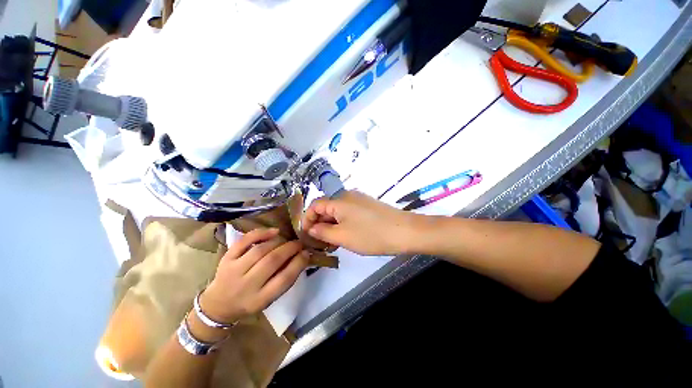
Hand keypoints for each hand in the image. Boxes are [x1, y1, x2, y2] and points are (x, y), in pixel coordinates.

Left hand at [199, 229, 308, 323]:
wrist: (219, 304)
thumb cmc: (250, 301)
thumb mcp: (269, 298)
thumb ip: (285, 279)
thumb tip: (302, 256)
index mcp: (260, 299)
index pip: (284, 279)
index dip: (299, 263)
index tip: (307, 253)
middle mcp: (246, 285)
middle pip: (272, 261)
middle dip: (290, 248)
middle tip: (298, 243)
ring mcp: (234, 270)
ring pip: (260, 250)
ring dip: (278, 242)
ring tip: (286, 240)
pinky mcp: (226, 259)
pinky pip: (244, 241)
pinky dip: (261, 233)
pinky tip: (274, 231)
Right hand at [302, 191, 415, 255]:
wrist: (404, 231)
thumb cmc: (370, 235)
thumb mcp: (342, 236)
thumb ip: (322, 232)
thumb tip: (311, 228)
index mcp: (338, 200)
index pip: (315, 205)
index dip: (307, 219)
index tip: (306, 235)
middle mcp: (347, 195)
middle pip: (326, 208)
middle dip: (319, 224)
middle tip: (319, 242)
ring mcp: (359, 200)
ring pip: (338, 211)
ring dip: (331, 225)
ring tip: (331, 242)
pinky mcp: (367, 206)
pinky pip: (349, 213)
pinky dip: (342, 223)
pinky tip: (346, 235)